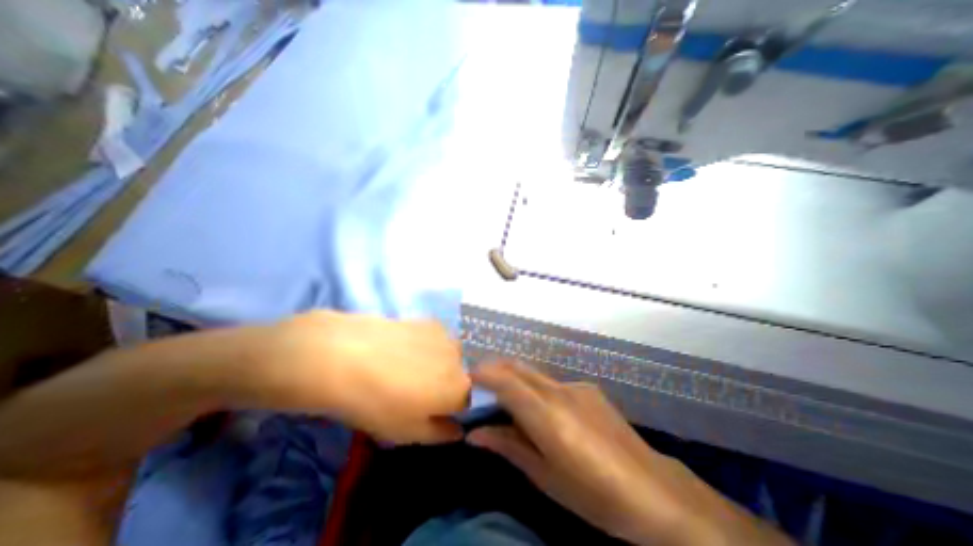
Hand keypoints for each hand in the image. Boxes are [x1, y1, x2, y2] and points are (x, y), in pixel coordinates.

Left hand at [230, 312, 466, 443]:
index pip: (464, 402)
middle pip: (458, 375)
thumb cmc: (376, 403)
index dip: (446, 408)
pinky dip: (426, 345)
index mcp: (459, 388)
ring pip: (448, 355)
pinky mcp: (428, 321)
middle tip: (413, 388)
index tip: (425, 410)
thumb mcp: (406, 433)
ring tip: (405, 366)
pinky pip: (436, 338)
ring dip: (437, 362)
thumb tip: (458, 430)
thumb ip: (440, 434)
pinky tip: (401, 348)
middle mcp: (459, 359)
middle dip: (443, 383)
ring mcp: (445, 336)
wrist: (344, 356)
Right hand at [466, 362, 792, 544]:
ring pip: (535, 373)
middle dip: (495, 368)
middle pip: (519, 367)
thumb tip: (475, 434)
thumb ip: (509, 447)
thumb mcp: (545, 477)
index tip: (468, 377)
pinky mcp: (588, 389)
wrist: (655, 491)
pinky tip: (542, 411)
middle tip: (479, 383)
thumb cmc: (594, 495)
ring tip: (505, 399)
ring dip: (515, 378)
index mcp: (547, 416)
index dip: (484, 374)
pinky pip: (553, 383)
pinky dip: (536, 388)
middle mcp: (560, 391)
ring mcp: (576, 387)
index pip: (507, 381)